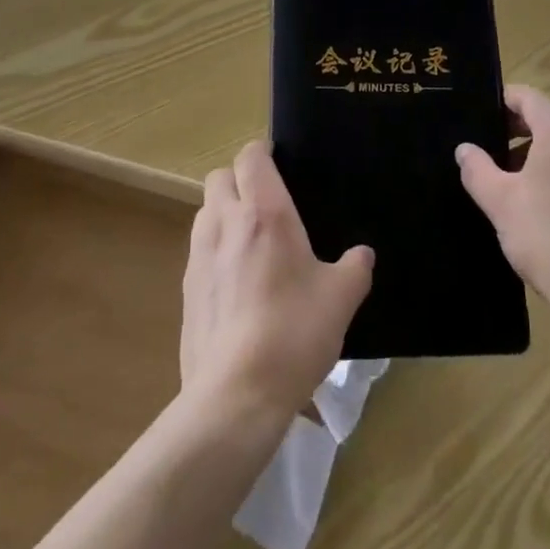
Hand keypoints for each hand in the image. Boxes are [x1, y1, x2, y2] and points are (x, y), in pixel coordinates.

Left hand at [180, 142, 373, 423]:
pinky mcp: (186, 290)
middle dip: (239, 180)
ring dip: (223, 213)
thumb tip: (363, 255)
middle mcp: (226, 222)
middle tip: (265, 203)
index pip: (251, 156)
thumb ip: (355, 269)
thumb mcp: (340, 299)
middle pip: (219, 177)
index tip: (280, 163)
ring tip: (250, 242)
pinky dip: (214, 252)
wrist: (236, 395)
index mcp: (264, 212)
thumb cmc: (293, 333)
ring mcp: (199, 255)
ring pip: (205, 212)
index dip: (262, 152)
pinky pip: (199, 251)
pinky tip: (236, 285)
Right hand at [457, 85, 549, 318]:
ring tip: (511, 180)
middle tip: (488, 149)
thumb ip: (477, 169)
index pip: (527, 97)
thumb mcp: (499, 202)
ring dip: (536, 151)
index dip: (500, 102)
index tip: (478, 118)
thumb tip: (465, 149)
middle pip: (548, 117)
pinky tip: (542, 205)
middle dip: (516, 128)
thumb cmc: (548, 239)